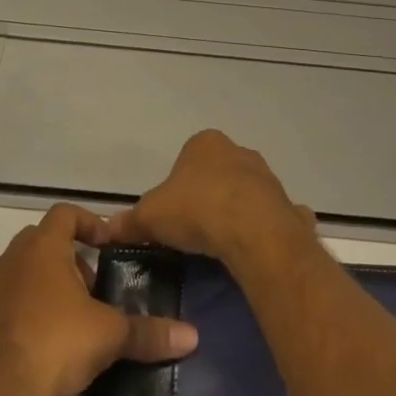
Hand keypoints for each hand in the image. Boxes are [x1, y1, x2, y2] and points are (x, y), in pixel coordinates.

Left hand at [0, 204, 198, 395]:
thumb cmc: (55, 343)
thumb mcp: (110, 335)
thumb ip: (149, 332)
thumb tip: (192, 336)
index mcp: (42, 248)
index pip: (65, 214)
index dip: (89, 222)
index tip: (108, 244)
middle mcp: (11, 261)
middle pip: (42, 242)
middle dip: (69, 259)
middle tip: (93, 286)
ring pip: (21, 275)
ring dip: (45, 287)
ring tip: (71, 319)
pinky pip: (4, 308)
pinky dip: (23, 316)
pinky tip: (42, 347)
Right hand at [102, 130, 315, 267]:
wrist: (253, 231)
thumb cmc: (197, 210)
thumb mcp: (150, 215)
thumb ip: (131, 221)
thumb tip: (109, 228)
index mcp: (205, 144)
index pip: (187, 158)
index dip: (176, 185)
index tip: (171, 213)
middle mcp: (239, 152)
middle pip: (217, 174)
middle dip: (207, 197)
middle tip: (193, 230)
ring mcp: (268, 178)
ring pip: (245, 194)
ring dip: (235, 213)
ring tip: (219, 246)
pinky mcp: (287, 205)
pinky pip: (272, 218)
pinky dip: (264, 231)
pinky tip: (253, 251)